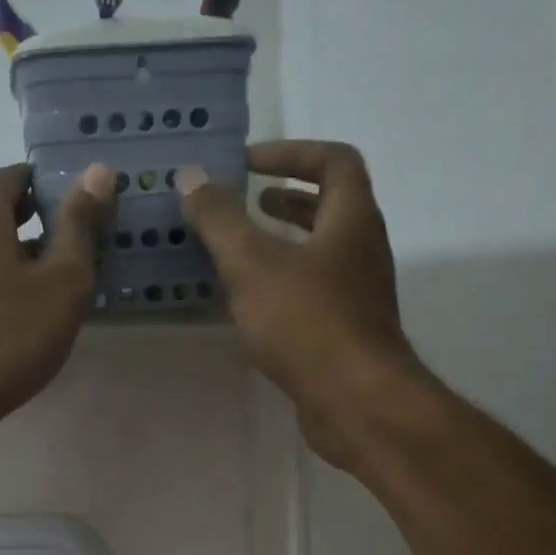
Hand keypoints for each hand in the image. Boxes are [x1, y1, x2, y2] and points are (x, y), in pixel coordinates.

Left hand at [0, 162, 114, 435]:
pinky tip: (19, 309)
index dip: (49, 185)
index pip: (14, 176)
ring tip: (54, 280)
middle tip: (77, 245)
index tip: (82, 207)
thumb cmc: (10, 334)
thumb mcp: (62, 279)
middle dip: (36, 220)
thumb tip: (98, 170)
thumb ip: (80, 223)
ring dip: (16, 252)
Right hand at [177, 142, 426, 465]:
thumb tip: (192, 177)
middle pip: (331, 205)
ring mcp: (358, 292)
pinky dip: (282, 279)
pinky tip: (249, 299)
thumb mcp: (253, 264)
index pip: (334, 161)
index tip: (249, 163)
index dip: (291, 152)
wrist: (356, 402)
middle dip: (286, 196)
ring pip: (321, 249)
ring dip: (283, 239)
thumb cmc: (307, 322)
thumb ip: (221, 220)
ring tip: (239, 246)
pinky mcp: (346, 329)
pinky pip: (313, 287)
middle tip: (245, 201)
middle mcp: (363, 248)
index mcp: (351, 219)